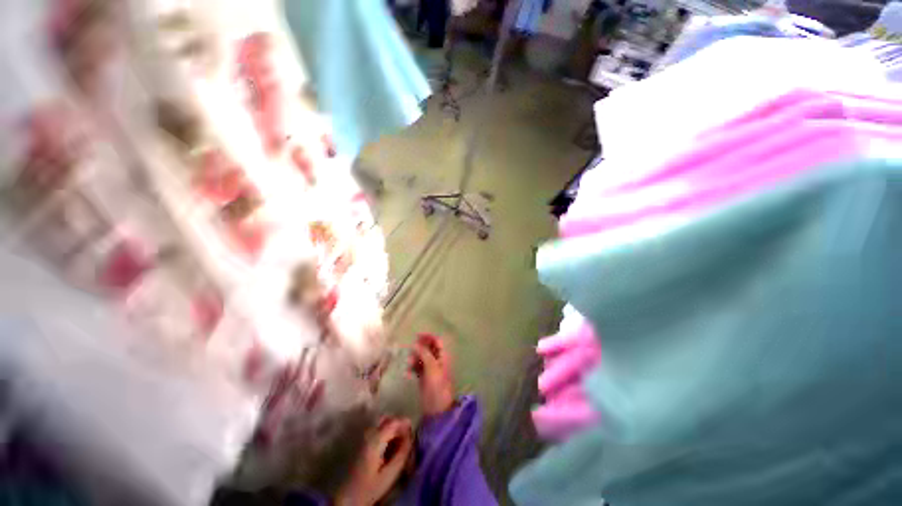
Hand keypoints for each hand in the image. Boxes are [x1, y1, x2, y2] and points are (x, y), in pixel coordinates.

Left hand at [336, 417, 412, 505]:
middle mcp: (368, 433)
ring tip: (399, 443)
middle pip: (387, 418)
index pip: (394, 421)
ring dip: (392, 429)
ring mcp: (363, 436)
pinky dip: (386, 433)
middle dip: (399, 425)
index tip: (413, 434)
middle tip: (407, 438)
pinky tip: (389, 446)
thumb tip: (411, 436)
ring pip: (382, 423)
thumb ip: (402, 453)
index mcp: (375, 439)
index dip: (406, 425)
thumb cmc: (369, 488)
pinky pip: (377, 430)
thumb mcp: (390, 474)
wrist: (347, 499)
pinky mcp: (361, 442)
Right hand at [408, 333, 455, 416]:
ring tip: (408, 364)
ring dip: (415, 358)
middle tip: (410, 349)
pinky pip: (418, 368)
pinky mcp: (425, 378)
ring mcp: (431, 370)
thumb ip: (424, 354)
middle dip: (420, 347)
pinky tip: (408, 373)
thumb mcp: (431, 368)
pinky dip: (413, 368)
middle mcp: (438, 361)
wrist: (437, 410)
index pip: (437, 341)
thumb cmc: (437, 386)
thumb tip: (415, 344)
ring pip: (422, 357)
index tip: (416, 336)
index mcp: (443, 356)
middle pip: (429, 348)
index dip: (428, 337)